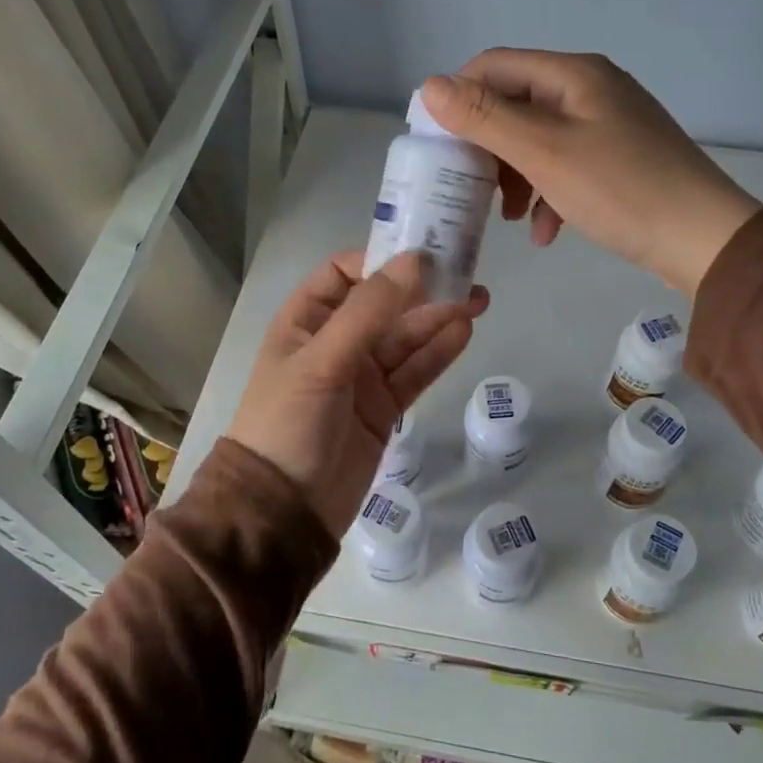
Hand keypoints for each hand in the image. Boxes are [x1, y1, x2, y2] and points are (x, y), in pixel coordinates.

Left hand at [227, 251, 486, 534]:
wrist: (285, 510)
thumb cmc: (289, 423)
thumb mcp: (322, 361)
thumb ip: (369, 311)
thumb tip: (415, 260)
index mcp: (305, 322)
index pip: (344, 274)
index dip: (381, 260)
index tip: (424, 252)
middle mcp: (334, 342)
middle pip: (384, 305)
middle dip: (422, 289)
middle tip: (468, 274)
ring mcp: (361, 376)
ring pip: (405, 339)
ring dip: (438, 319)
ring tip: (477, 301)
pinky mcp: (383, 408)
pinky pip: (414, 372)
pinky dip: (438, 354)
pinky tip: (464, 334)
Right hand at [421, 50, 761, 295]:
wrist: (703, 238)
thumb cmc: (619, 189)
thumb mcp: (544, 152)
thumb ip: (485, 118)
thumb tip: (429, 86)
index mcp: (572, 74)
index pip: (493, 66)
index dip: (458, 100)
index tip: (438, 147)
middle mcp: (590, 89)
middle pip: (515, 104)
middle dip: (488, 148)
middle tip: (472, 189)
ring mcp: (608, 124)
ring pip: (537, 140)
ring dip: (515, 177)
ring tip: (508, 218)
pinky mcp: (618, 158)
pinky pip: (566, 166)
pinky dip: (547, 194)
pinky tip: (545, 230)